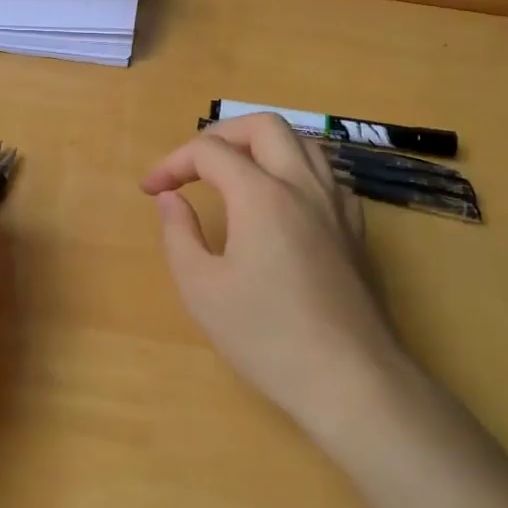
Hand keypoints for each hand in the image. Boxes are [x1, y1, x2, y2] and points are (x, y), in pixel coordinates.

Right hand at [141, 114, 404, 439]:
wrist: (350, 381)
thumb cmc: (266, 336)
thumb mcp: (201, 289)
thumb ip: (178, 233)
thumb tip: (170, 198)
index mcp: (262, 195)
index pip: (210, 151)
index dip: (172, 163)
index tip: (151, 190)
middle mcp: (303, 186)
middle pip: (264, 126)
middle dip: (221, 135)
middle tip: (194, 167)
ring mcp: (337, 206)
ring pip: (303, 143)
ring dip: (261, 147)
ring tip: (234, 176)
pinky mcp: (357, 231)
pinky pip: (326, 176)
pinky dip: (295, 171)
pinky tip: (282, 205)